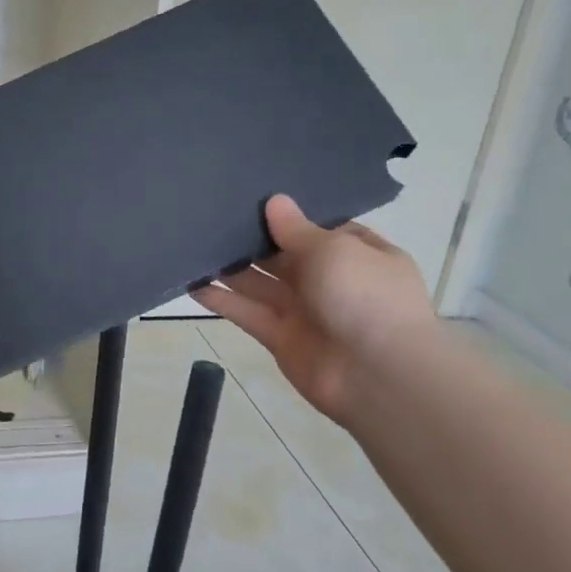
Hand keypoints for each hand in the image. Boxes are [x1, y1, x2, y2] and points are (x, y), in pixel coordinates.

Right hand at [194, 194, 434, 427]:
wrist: (378, 376)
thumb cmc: (365, 297)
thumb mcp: (334, 250)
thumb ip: (297, 229)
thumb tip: (275, 201)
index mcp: (356, 253)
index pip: (319, 228)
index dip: (288, 214)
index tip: (251, 195)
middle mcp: (330, 280)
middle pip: (284, 255)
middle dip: (253, 239)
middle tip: (211, 214)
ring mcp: (305, 311)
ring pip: (260, 283)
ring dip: (231, 267)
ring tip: (194, 244)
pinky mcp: (281, 339)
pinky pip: (248, 313)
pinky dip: (222, 300)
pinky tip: (192, 283)